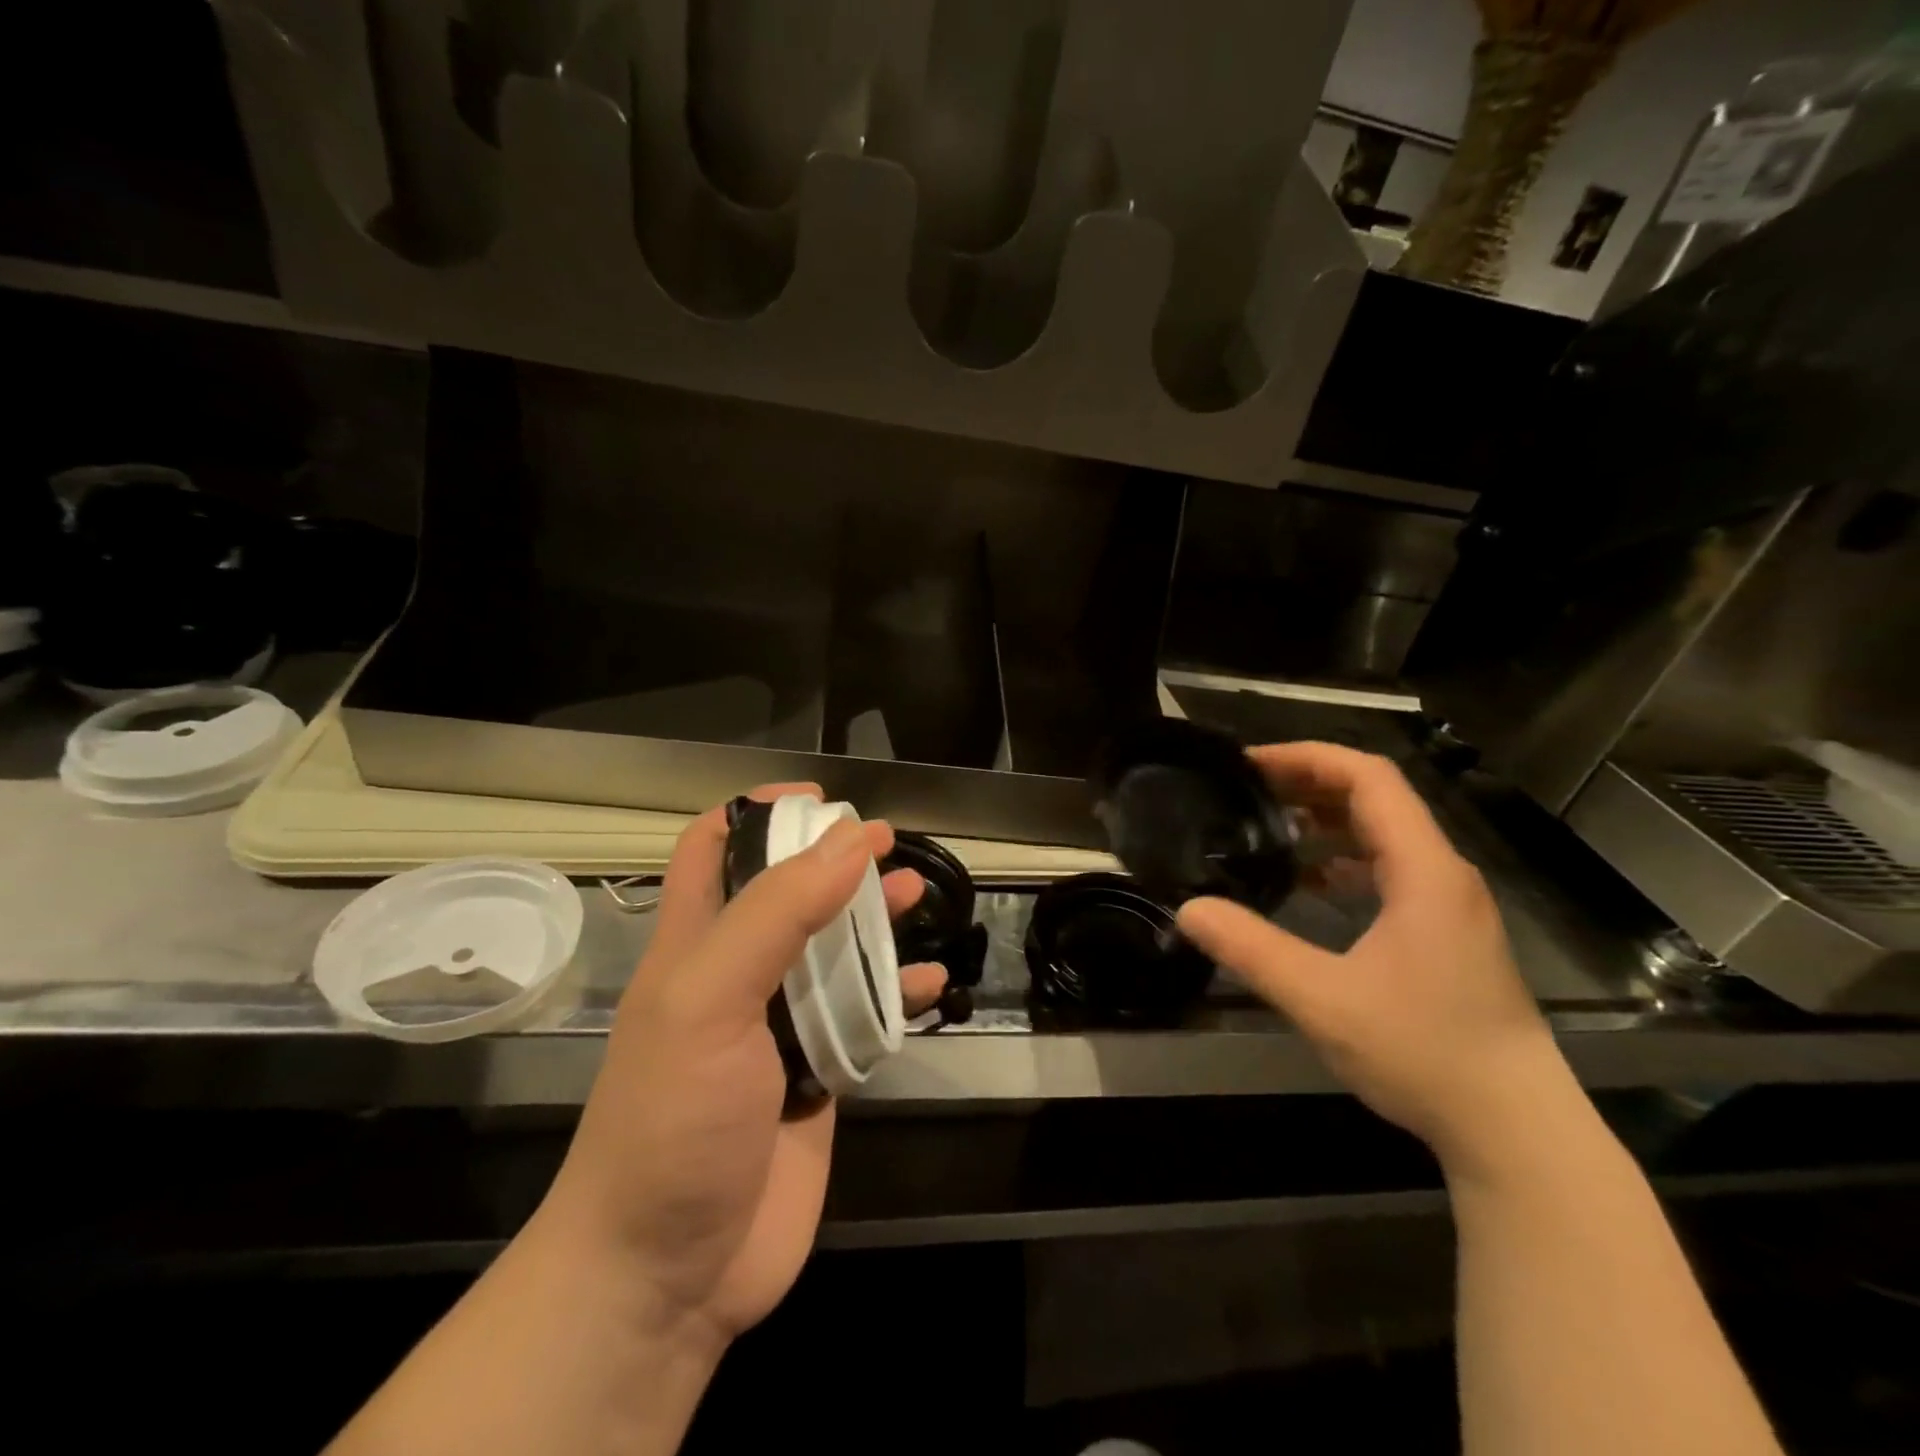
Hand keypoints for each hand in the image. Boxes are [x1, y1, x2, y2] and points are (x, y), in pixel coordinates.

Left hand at [542, 784, 945, 1346]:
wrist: (670, 1274)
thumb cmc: (673, 1119)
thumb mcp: (709, 998)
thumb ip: (776, 913)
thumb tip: (847, 839)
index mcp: (695, 944)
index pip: (712, 849)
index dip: (757, 812)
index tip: (817, 800)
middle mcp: (738, 975)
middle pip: (788, 893)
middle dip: (832, 860)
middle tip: (884, 842)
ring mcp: (780, 1027)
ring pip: (834, 951)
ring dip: (875, 920)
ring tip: (918, 893)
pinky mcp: (818, 1075)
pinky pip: (866, 1017)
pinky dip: (900, 994)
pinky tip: (933, 983)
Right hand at [1176, 742, 1567, 1177]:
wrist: (1516, 1129)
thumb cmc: (1425, 1053)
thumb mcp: (1323, 999)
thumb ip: (1251, 950)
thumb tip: (1190, 909)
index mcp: (1424, 870)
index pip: (1369, 778)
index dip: (1307, 758)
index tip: (1250, 764)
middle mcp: (1443, 873)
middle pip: (1377, 797)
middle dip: (1310, 782)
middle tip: (1247, 789)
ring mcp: (1450, 904)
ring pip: (1385, 833)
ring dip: (1327, 819)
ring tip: (1270, 826)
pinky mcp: (1447, 932)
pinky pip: (1391, 869)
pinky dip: (1345, 859)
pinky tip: (1310, 882)